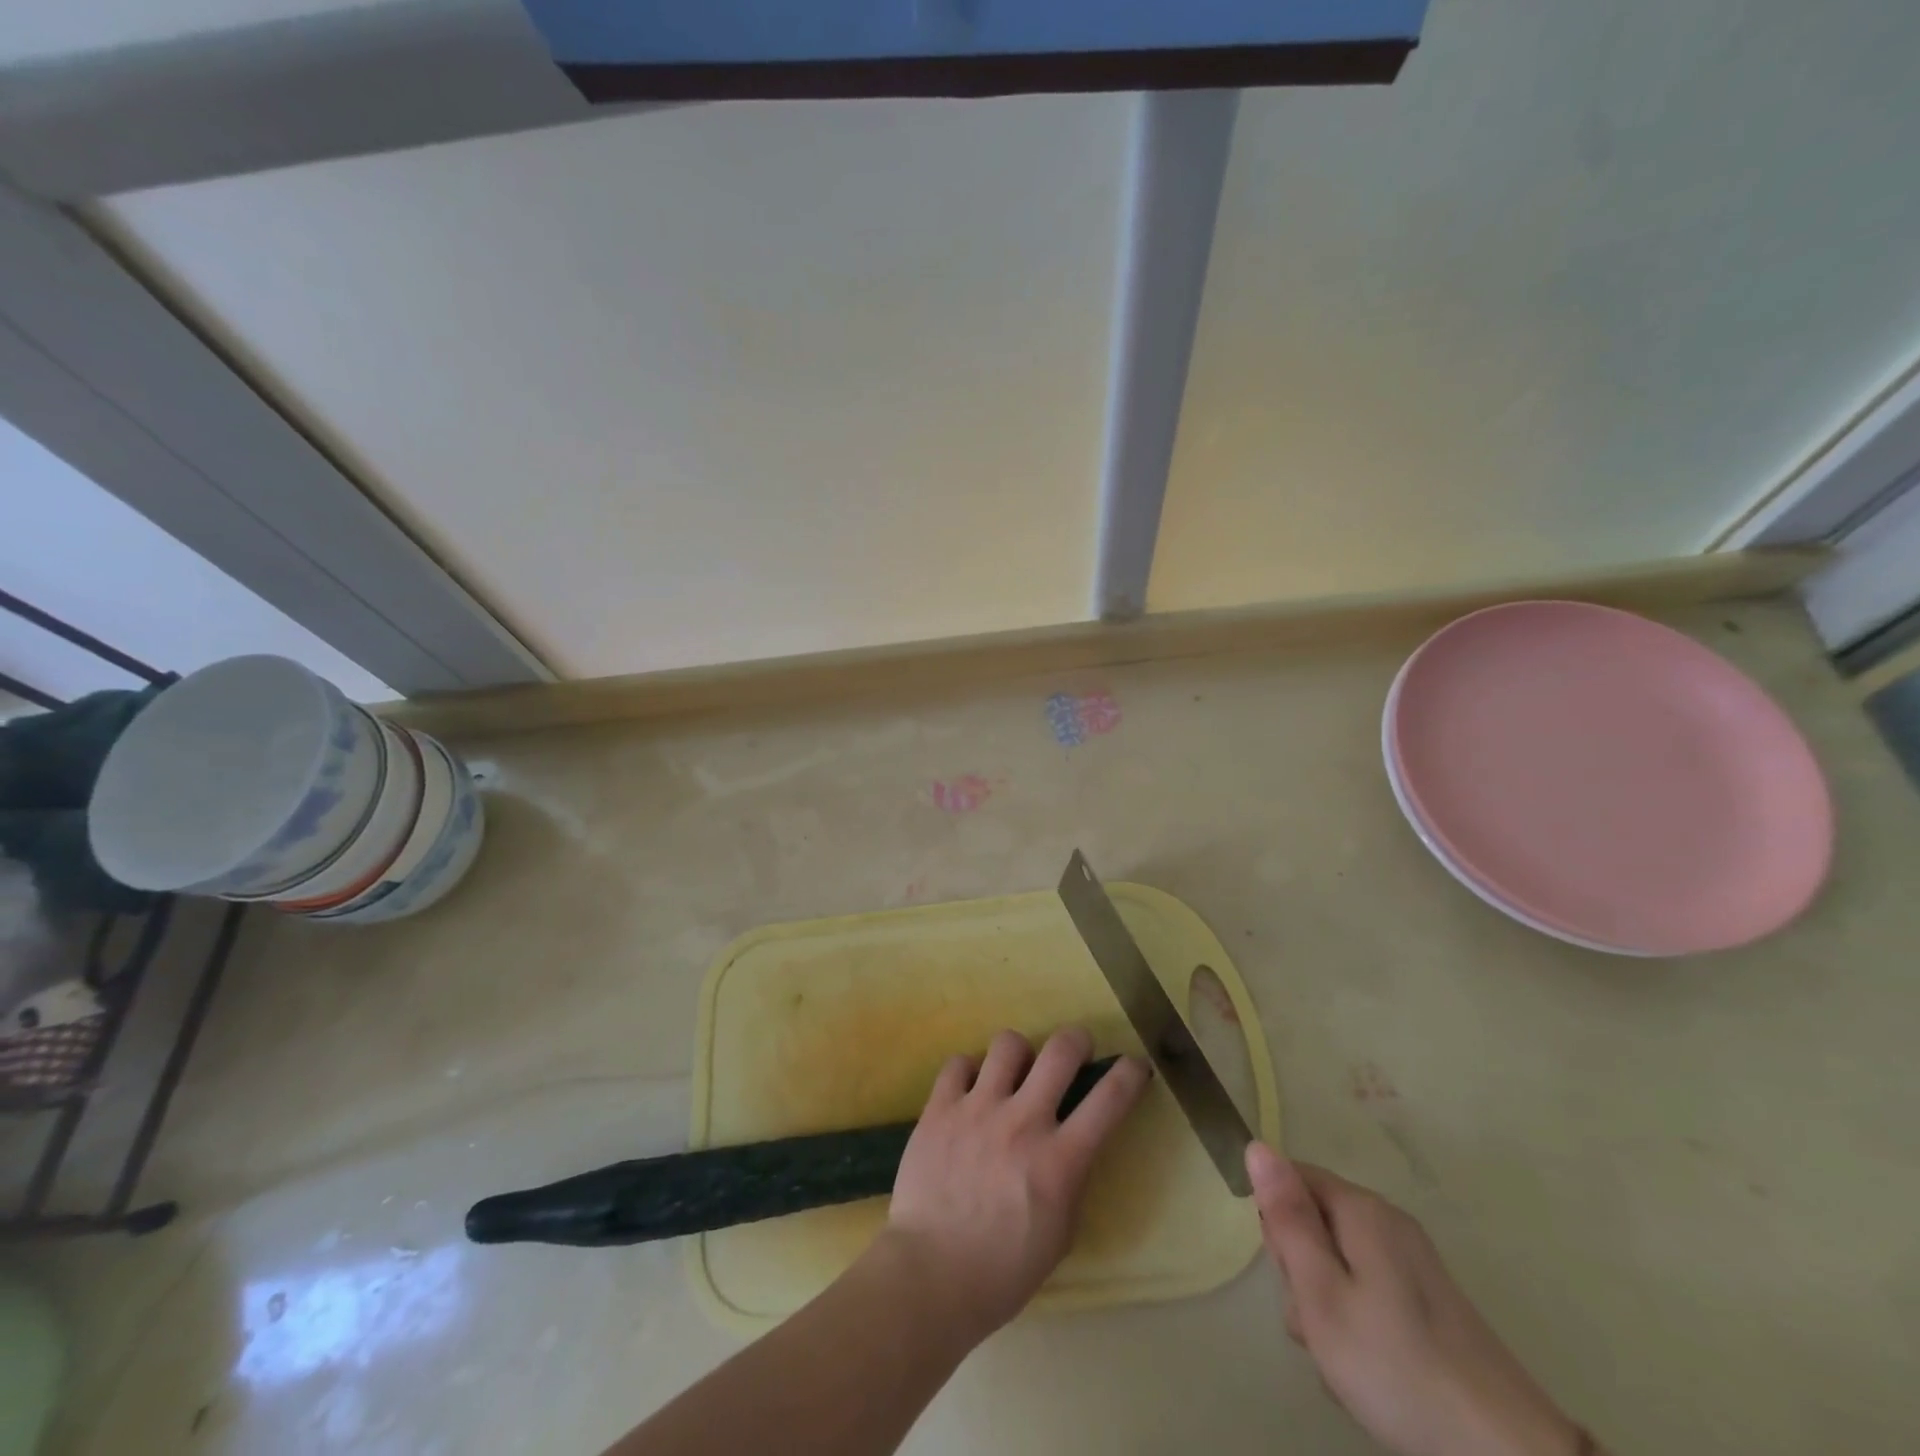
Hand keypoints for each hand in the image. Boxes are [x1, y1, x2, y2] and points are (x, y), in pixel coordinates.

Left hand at [877, 1028, 1150, 1343]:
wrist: (930, 1276)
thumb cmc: (1003, 1270)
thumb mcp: (1060, 1234)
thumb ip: (1071, 1180)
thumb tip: (1072, 1143)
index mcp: (1060, 1161)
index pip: (1109, 1099)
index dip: (1129, 1074)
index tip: (1133, 1066)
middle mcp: (1023, 1122)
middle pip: (1060, 1050)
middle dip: (1076, 1040)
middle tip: (1074, 1052)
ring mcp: (978, 1109)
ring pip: (1008, 1043)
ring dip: (1019, 1054)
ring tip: (1013, 1073)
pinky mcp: (940, 1108)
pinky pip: (959, 1063)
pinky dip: (969, 1072)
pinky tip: (969, 1092)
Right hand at [1248, 1145, 1587, 1455]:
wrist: (1506, 1455)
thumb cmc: (1396, 1365)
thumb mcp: (1321, 1292)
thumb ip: (1287, 1217)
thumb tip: (1257, 1145)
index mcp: (1361, 1209)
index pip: (1290, 1178)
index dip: (1277, 1222)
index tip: (1292, 1275)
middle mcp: (1388, 1223)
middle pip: (1314, 1221)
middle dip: (1301, 1271)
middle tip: (1318, 1322)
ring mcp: (1412, 1265)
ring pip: (1337, 1264)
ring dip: (1325, 1306)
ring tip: (1342, 1359)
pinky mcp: (1429, 1305)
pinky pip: (1367, 1293)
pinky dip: (1356, 1325)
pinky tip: (1367, 1372)